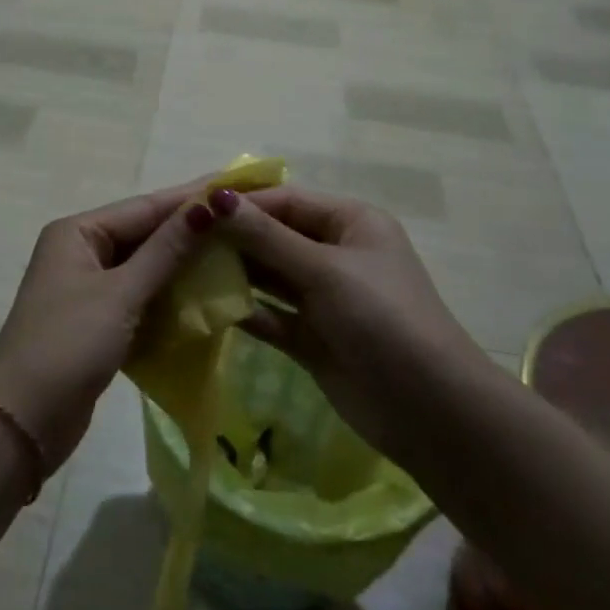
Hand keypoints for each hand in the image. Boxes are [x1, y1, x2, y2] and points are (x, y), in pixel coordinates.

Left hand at [0, 181, 218, 472]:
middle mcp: (81, 250)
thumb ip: (166, 251)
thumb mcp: (121, 294)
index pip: (144, 207)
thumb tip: (208, 205)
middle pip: (145, 233)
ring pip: (145, 266)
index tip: (236, 186)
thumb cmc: (68, 345)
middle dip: (190, 231)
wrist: (22, 422)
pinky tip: (206, 295)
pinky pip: (141, 295)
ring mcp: (88, 287)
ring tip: (236, 254)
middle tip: (244, 221)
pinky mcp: (98, 320)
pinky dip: (169, 295)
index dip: (190, 198)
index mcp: (77, 232)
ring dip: (184, 264)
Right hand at [209, 185, 491, 469]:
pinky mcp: (312, 337)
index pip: (286, 201)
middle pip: (274, 236)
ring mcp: (324, 297)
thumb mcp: (325, 270)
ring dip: (233, 272)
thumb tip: (216, 199)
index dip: (241, 203)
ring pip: (269, 275)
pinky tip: (206, 306)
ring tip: (183, 269)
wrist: (431, 411)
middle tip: (178, 239)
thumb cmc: (383, 319)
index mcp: (351, 222)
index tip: (191, 207)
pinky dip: (244, 309)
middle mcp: (336, 253)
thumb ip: (267, 237)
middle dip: (232, 237)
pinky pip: (271, 314)